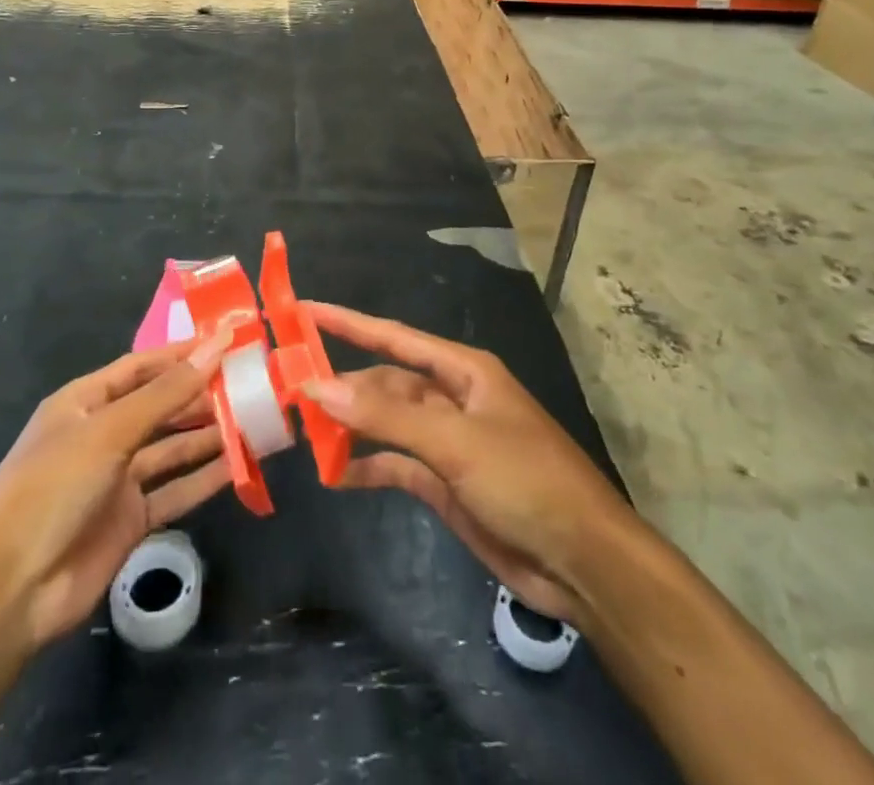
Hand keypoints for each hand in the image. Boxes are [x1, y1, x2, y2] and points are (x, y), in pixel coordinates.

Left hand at [0, 331, 233, 649]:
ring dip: (208, 435)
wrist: (11, 591)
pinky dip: (203, 478)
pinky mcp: (130, 521)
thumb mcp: (109, 431)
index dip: (181, 355)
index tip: (226, 344)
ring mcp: (116, 480)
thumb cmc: (52, 488)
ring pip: (171, 448)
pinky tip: (238, 466)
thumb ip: (166, 393)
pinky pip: (173, 491)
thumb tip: (215, 347)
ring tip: (254, 418)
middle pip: (159, 406)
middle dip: (200, 394)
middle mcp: (101, 435)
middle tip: (249, 383)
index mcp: (84, 403)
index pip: (140, 367)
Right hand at [303, 303, 628, 627]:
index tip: (305, 310)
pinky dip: (368, 466)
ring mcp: (448, 442)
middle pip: (386, 382)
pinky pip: (396, 464)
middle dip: (343, 385)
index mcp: (463, 370)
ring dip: (351, 426)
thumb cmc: (525, 480)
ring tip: (303, 430)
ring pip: (387, 422)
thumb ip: (386, 414)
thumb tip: (320, 385)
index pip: (394, 337)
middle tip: (290, 390)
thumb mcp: (455, 441)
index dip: (350, 322)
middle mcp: (452, 398)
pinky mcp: (445, 482)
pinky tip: (335, 473)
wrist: (583, 562)